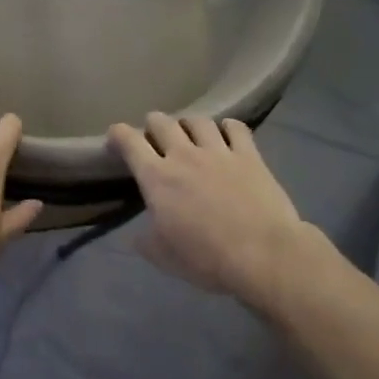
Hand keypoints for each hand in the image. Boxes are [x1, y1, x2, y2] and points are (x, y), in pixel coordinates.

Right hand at [108, 113, 311, 303]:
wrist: (262, 254)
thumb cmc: (206, 258)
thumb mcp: (163, 256)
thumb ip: (146, 240)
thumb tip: (137, 234)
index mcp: (156, 178)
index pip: (129, 141)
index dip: (118, 134)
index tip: (116, 138)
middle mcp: (184, 155)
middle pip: (162, 122)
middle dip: (153, 125)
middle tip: (156, 138)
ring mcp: (218, 151)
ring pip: (197, 120)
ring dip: (188, 124)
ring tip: (191, 134)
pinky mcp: (249, 155)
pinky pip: (235, 127)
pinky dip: (227, 127)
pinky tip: (227, 133)